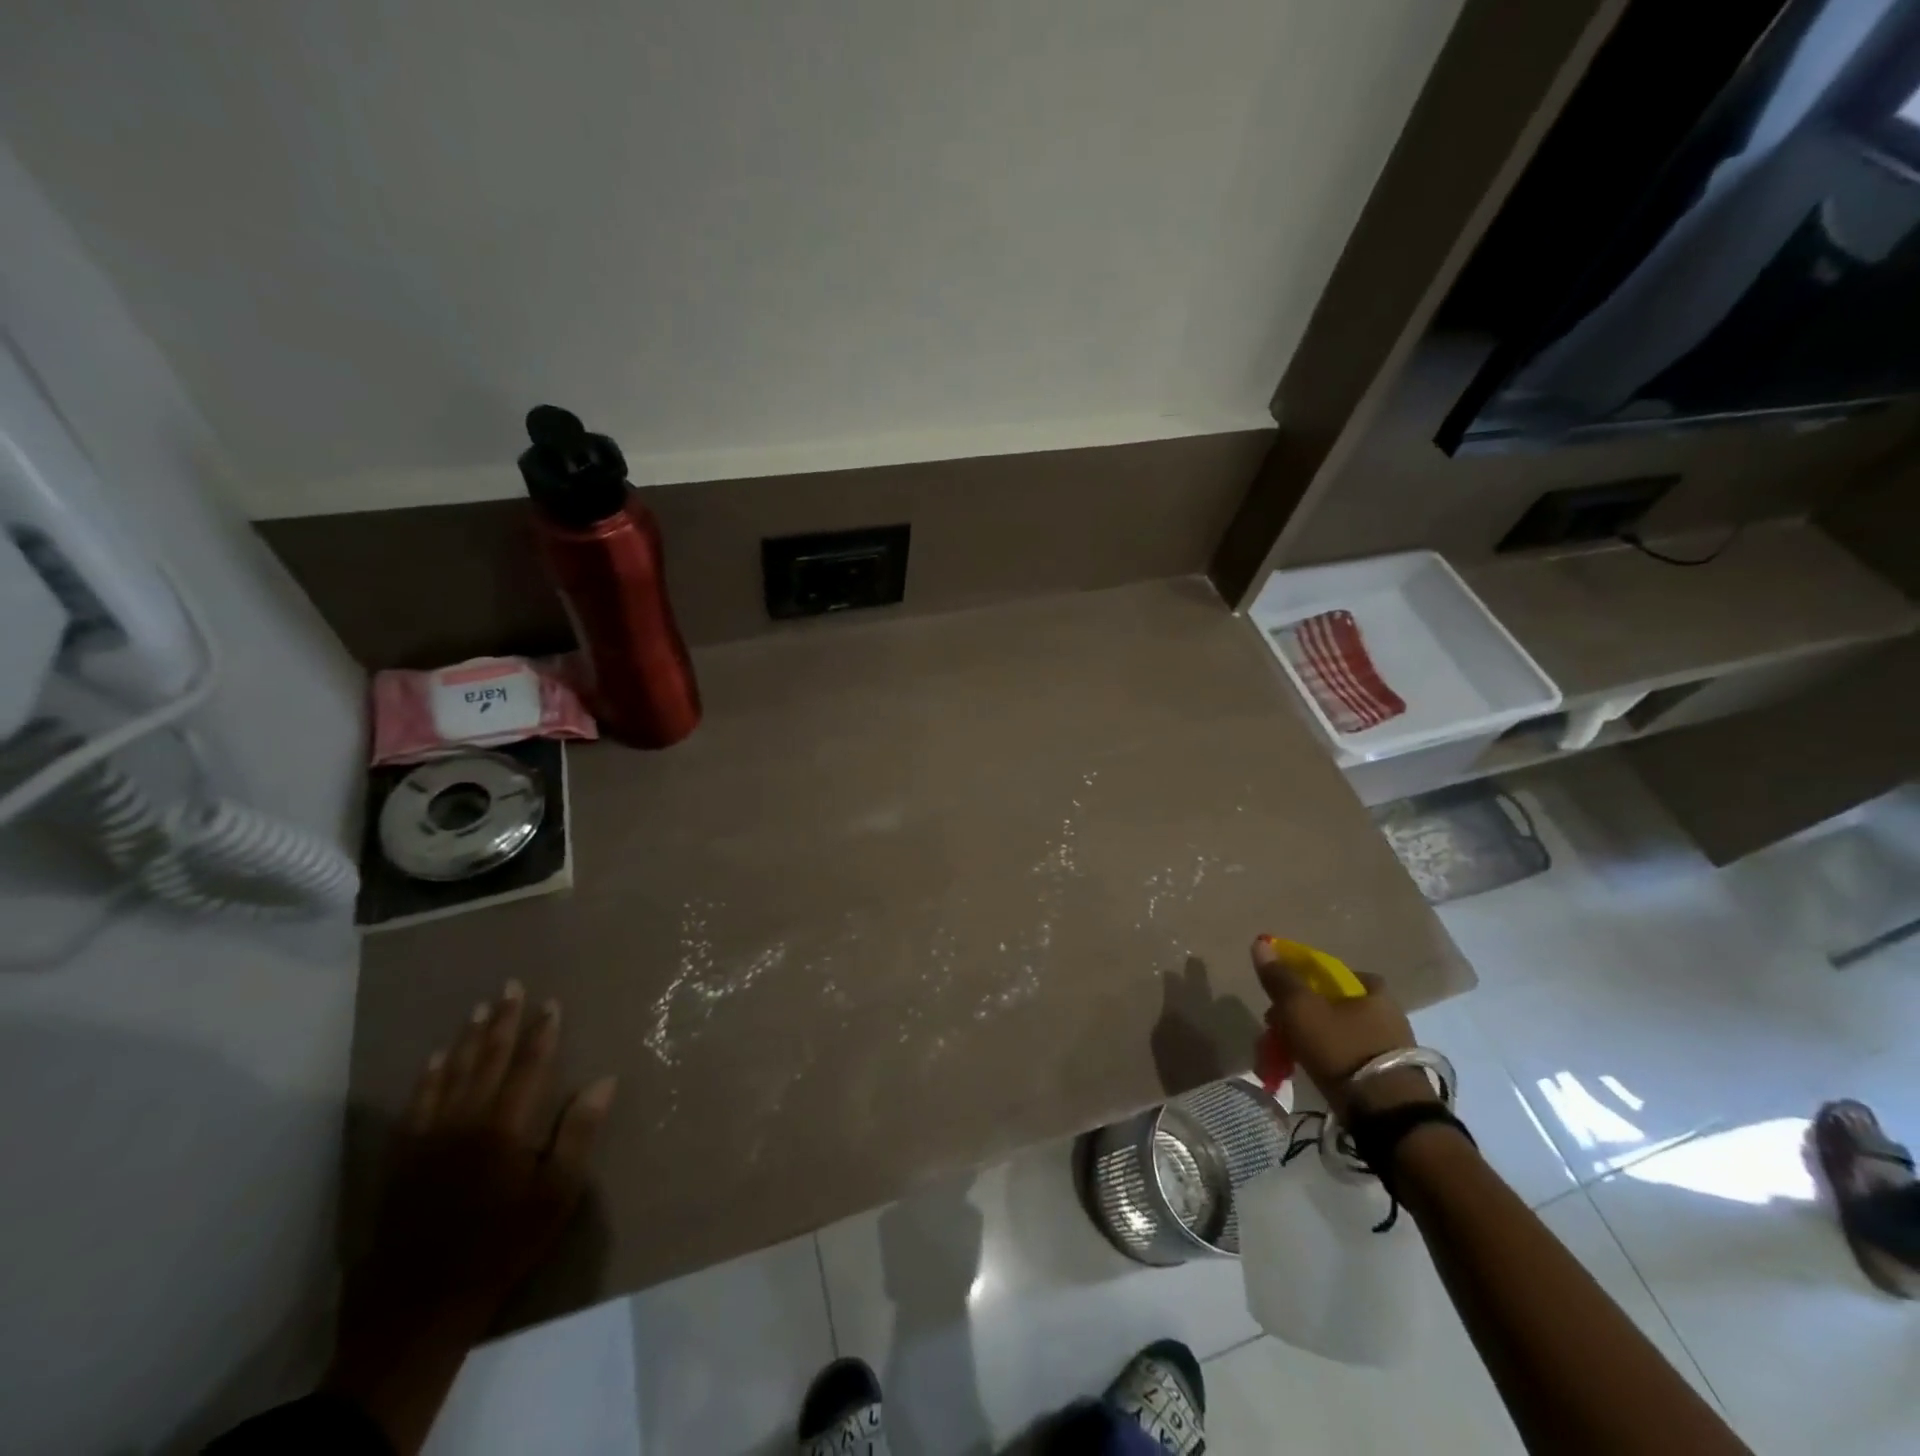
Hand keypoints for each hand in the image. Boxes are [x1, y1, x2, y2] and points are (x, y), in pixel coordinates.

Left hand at [324, 982, 615, 1452]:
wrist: (420, 1306)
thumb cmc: (502, 1246)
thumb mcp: (556, 1196)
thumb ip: (578, 1133)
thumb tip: (604, 1080)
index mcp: (505, 1127)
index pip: (529, 1066)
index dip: (541, 1032)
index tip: (550, 1002)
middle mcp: (465, 1121)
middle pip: (487, 1060)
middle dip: (502, 1021)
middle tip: (510, 986)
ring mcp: (428, 1139)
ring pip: (450, 1075)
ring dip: (466, 1039)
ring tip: (478, 1009)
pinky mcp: (403, 1160)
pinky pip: (416, 1105)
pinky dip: (427, 1078)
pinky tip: (433, 1060)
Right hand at [1252, 937, 1435, 1119]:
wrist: (1388, 1116)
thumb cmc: (1342, 1049)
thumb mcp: (1301, 1009)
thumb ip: (1280, 978)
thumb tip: (1261, 941)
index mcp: (1371, 989)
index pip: (1328, 973)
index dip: (1300, 981)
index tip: (1279, 999)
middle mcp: (1386, 1013)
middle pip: (1329, 1005)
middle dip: (1297, 1017)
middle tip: (1274, 1032)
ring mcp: (1390, 1046)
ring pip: (1335, 1034)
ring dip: (1306, 1041)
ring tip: (1283, 1059)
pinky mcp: (1388, 1077)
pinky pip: (1346, 1059)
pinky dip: (1324, 1062)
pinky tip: (1307, 1073)